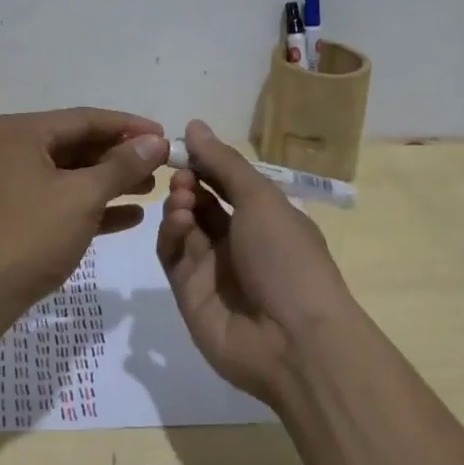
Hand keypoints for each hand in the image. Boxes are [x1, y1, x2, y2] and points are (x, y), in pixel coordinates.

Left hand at [0, 108, 167, 320]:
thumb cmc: (27, 236)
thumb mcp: (81, 197)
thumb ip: (121, 166)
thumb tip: (155, 142)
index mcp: (21, 132)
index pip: (85, 119)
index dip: (129, 127)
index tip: (165, 136)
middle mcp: (10, 149)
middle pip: (76, 145)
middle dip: (120, 157)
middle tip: (161, 167)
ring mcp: (7, 184)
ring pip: (68, 175)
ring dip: (109, 182)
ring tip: (150, 190)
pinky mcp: (10, 216)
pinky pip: (57, 201)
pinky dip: (89, 207)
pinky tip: (127, 218)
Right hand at [158, 120, 356, 404]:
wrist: (293, 340)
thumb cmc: (286, 256)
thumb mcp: (260, 199)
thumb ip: (223, 163)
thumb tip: (194, 125)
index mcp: (265, 218)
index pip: (228, 183)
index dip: (206, 163)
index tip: (183, 145)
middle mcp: (239, 241)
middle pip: (202, 203)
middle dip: (189, 183)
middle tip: (182, 176)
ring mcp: (213, 269)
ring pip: (183, 227)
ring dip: (179, 206)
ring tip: (182, 200)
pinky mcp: (189, 294)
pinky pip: (172, 256)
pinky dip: (171, 234)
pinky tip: (178, 223)